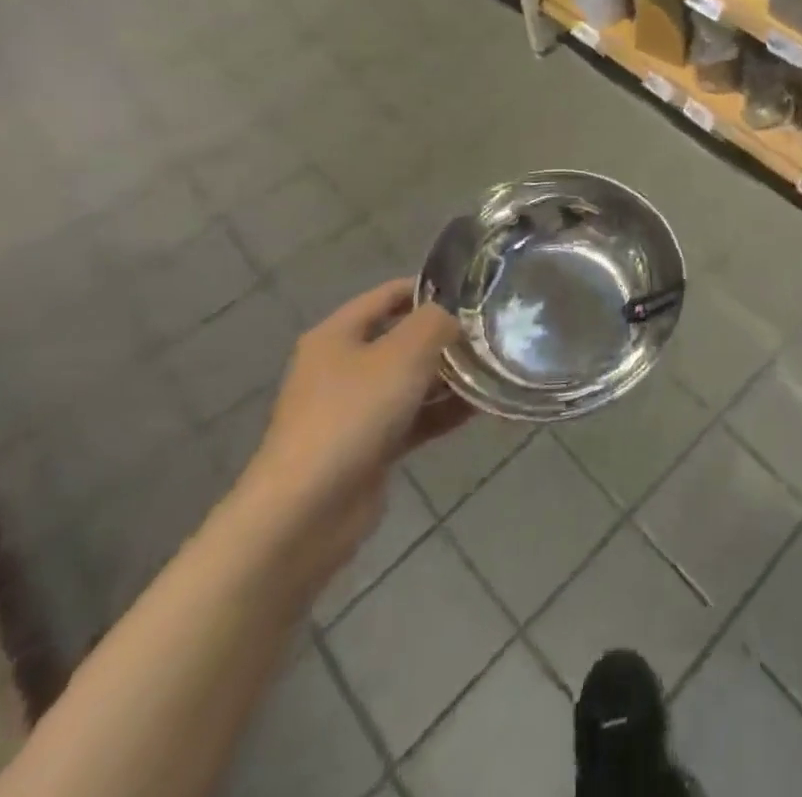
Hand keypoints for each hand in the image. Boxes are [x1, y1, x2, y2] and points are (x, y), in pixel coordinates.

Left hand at [236, 280, 469, 570]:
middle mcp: (342, 366)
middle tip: (492, 332)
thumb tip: (455, 316)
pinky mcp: (368, 447)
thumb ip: (436, 322)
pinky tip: (481, 407)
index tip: (475, 291)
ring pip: (411, 380)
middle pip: (402, 338)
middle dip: (446, 335)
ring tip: (495, 367)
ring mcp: (354, 409)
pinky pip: (413, 417)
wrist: (306, 512)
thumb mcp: (404, 352)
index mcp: (338, 334)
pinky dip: (442, 411)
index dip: (431, 288)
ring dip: (449, 375)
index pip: (390, 294)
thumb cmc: (353, 414)